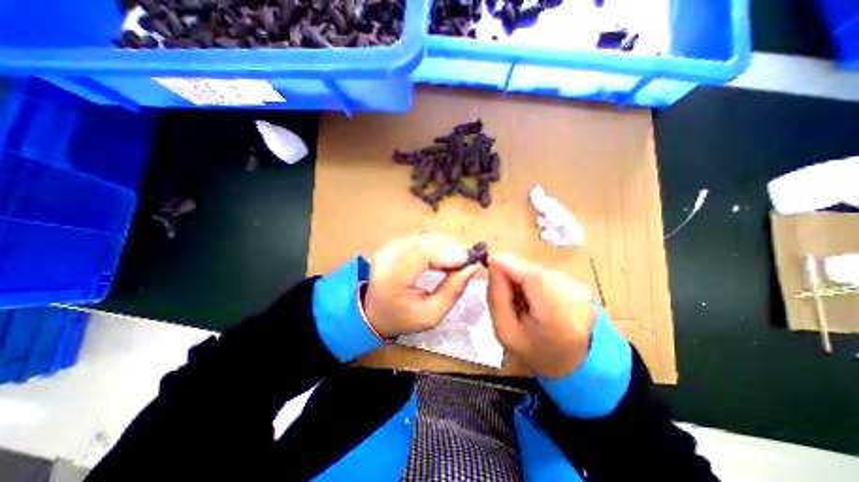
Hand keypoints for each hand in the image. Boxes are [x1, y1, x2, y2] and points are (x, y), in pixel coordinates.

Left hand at [363, 233, 479, 339]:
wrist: (375, 313)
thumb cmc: (403, 318)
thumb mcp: (432, 315)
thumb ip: (452, 290)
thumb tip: (472, 267)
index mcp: (393, 277)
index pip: (423, 253)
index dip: (448, 252)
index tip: (468, 260)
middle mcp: (387, 256)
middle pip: (425, 241)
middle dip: (450, 247)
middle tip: (466, 261)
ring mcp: (388, 247)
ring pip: (424, 237)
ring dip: (444, 245)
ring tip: (455, 261)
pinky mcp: (391, 244)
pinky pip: (419, 238)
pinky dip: (435, 245)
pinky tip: (442, 257)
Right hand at [490, 252, 599, 379]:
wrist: (571, 363)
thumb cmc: (533, 351)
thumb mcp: (504, 331)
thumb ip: (496, 296)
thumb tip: (495, 264)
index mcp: (557, 317)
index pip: (532, 277)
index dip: (509, 264)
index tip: (490, 262)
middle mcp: (576, 298)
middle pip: (535, 271)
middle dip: (514, 272)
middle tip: (503, 286)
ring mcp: (581, 291)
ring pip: (540, 270)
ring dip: (524, 276)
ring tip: (520, 296)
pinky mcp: (581, 286)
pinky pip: (548, 273)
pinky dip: (535, 279)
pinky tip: (534, 295)